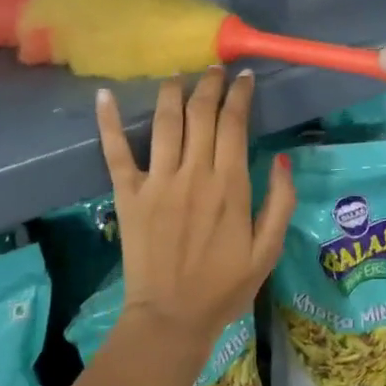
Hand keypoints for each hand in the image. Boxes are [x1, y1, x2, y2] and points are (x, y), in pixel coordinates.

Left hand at [94, 68, 295, 346]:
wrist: (172, 316)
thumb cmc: (224, 287)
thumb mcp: (267, 251)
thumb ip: (279, 202)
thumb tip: (280, 158)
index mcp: (229, 185)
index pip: (234, 123)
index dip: (239, 94)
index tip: (244, 77)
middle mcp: (193, 173)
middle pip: (200, 113)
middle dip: (209, 84)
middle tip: (213, 69)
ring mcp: (157, 181)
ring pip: (164, 121)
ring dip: (171, 91)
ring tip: (178, 75)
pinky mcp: (128, 194)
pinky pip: (116, 151)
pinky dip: (109, 122)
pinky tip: (105, 95)